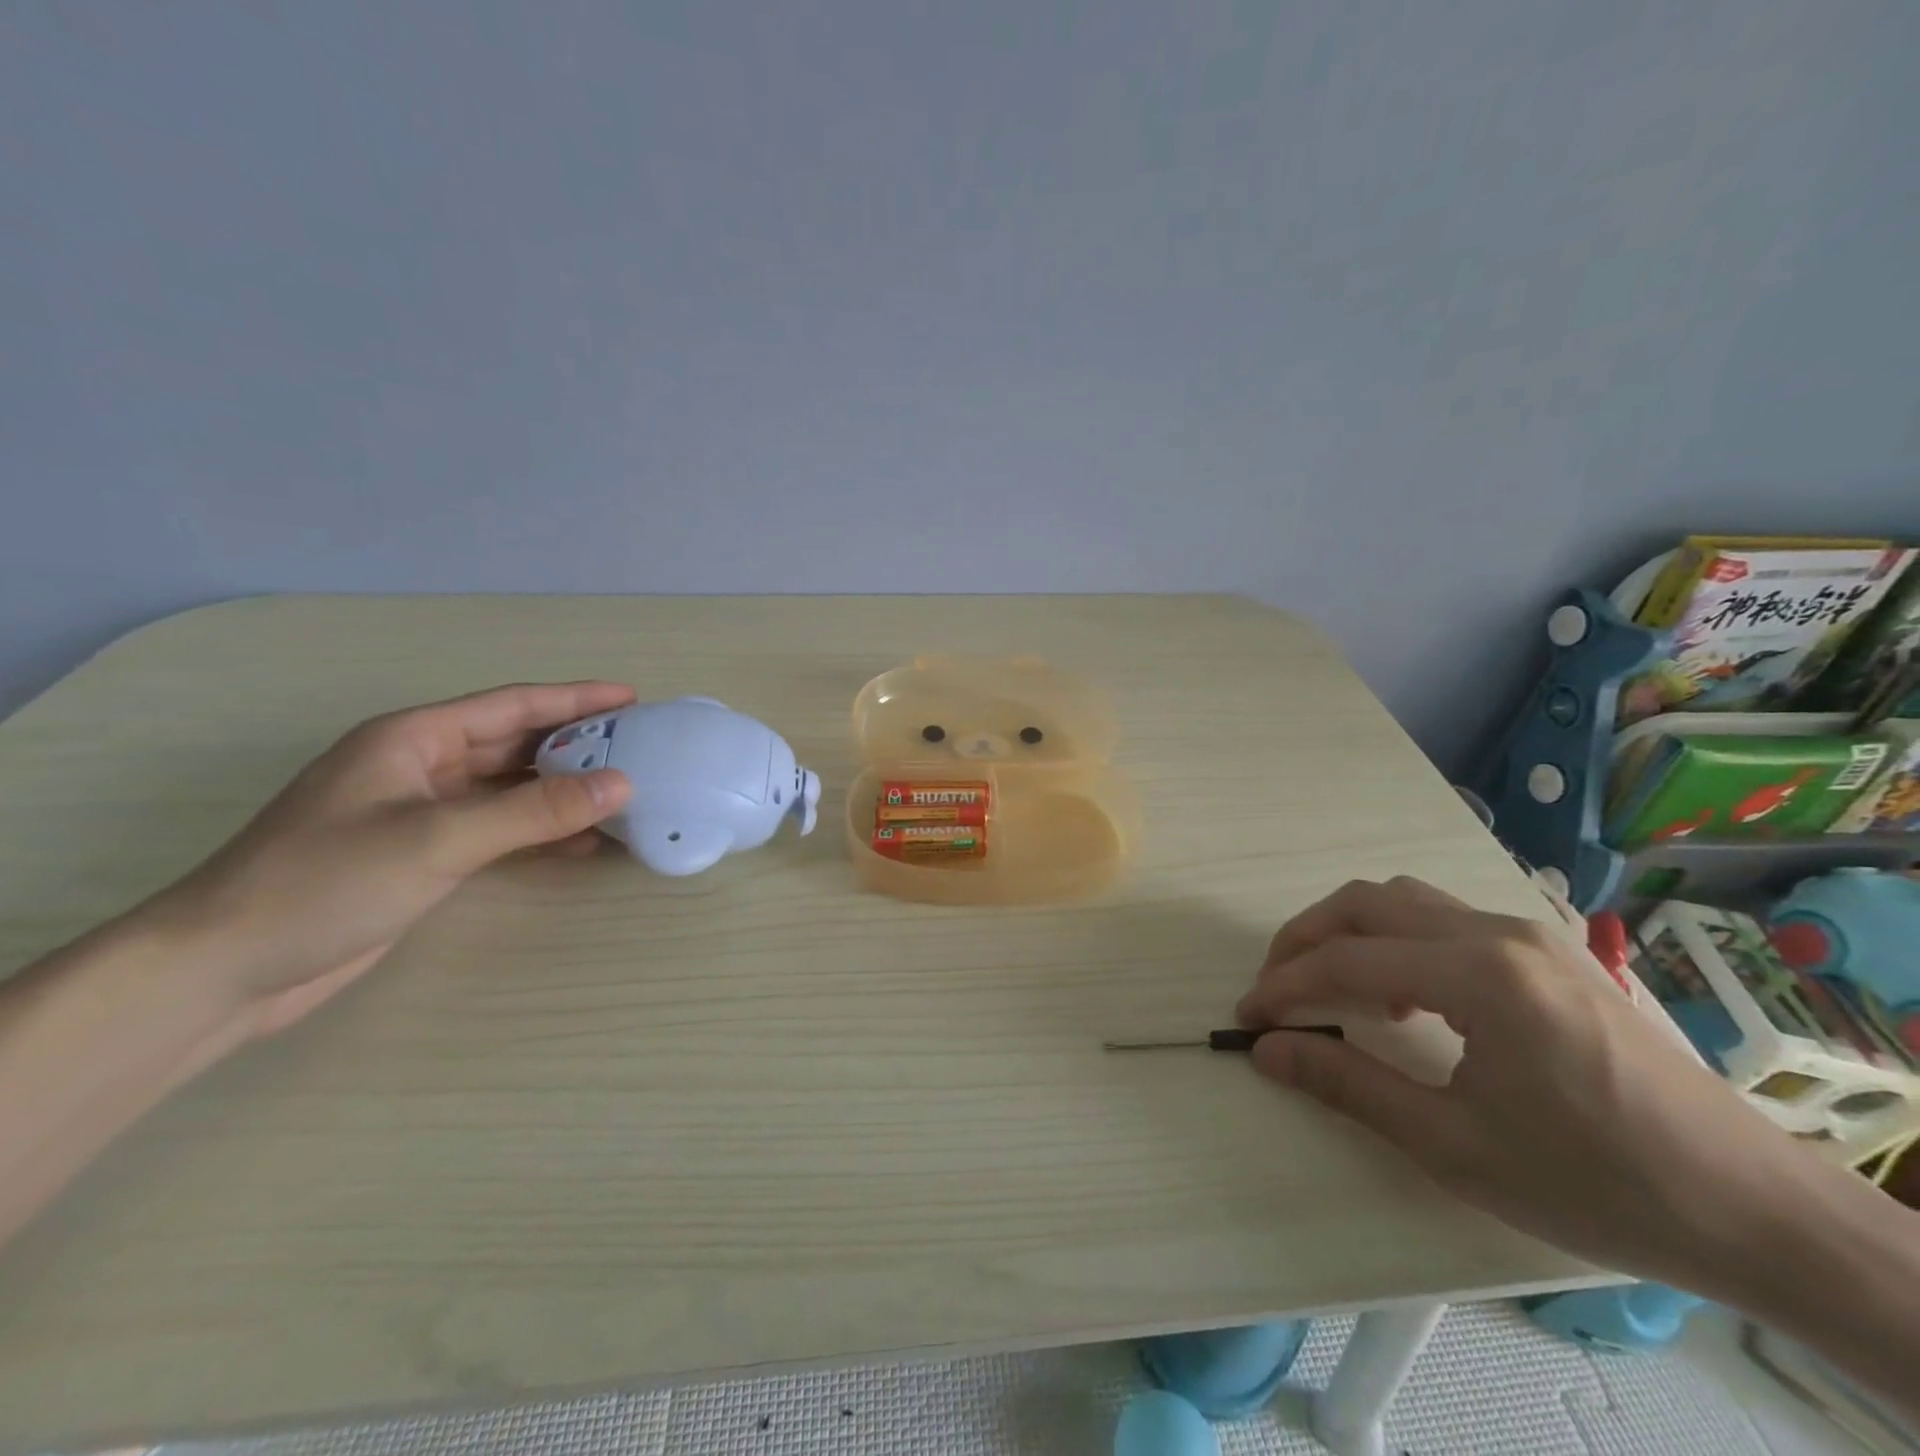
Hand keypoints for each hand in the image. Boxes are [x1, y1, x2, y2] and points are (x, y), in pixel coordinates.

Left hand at [144, 682, 634, 1039]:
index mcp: (413, 738)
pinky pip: (498, 828)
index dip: (575, 699)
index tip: (633, 700)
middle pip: (514, 744)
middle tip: (640, 750)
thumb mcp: (439, 838)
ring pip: (509, 788)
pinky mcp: (422, 853)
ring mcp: (420, 811)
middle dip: (576, 745)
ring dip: (562, 792)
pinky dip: (539, 831)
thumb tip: (621, 784)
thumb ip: (535, 811)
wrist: (224, 969)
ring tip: (623, 795)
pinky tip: (580, 843)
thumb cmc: (325, 883)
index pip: (511, 706)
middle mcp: (420, 765)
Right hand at [1235, 877, 1820, 1289]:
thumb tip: (1267, 1049)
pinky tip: (1407, 993)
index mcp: (1478, 973)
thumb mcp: (1454, 1145)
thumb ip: (1348, 1084)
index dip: (1285, 985)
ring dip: (1351, 932)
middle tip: (1276, 987)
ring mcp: (1528, 933)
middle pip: (1366, 903)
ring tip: (1335, 988)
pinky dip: (1398, 940)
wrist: (1755, 1209)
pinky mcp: (1548, 951)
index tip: (1247, 1017)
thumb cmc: (1597, 1182)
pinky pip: (1446, 919)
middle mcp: (1498, 931)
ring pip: (1406, 900)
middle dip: (1305, 939)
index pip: (1347, 960)